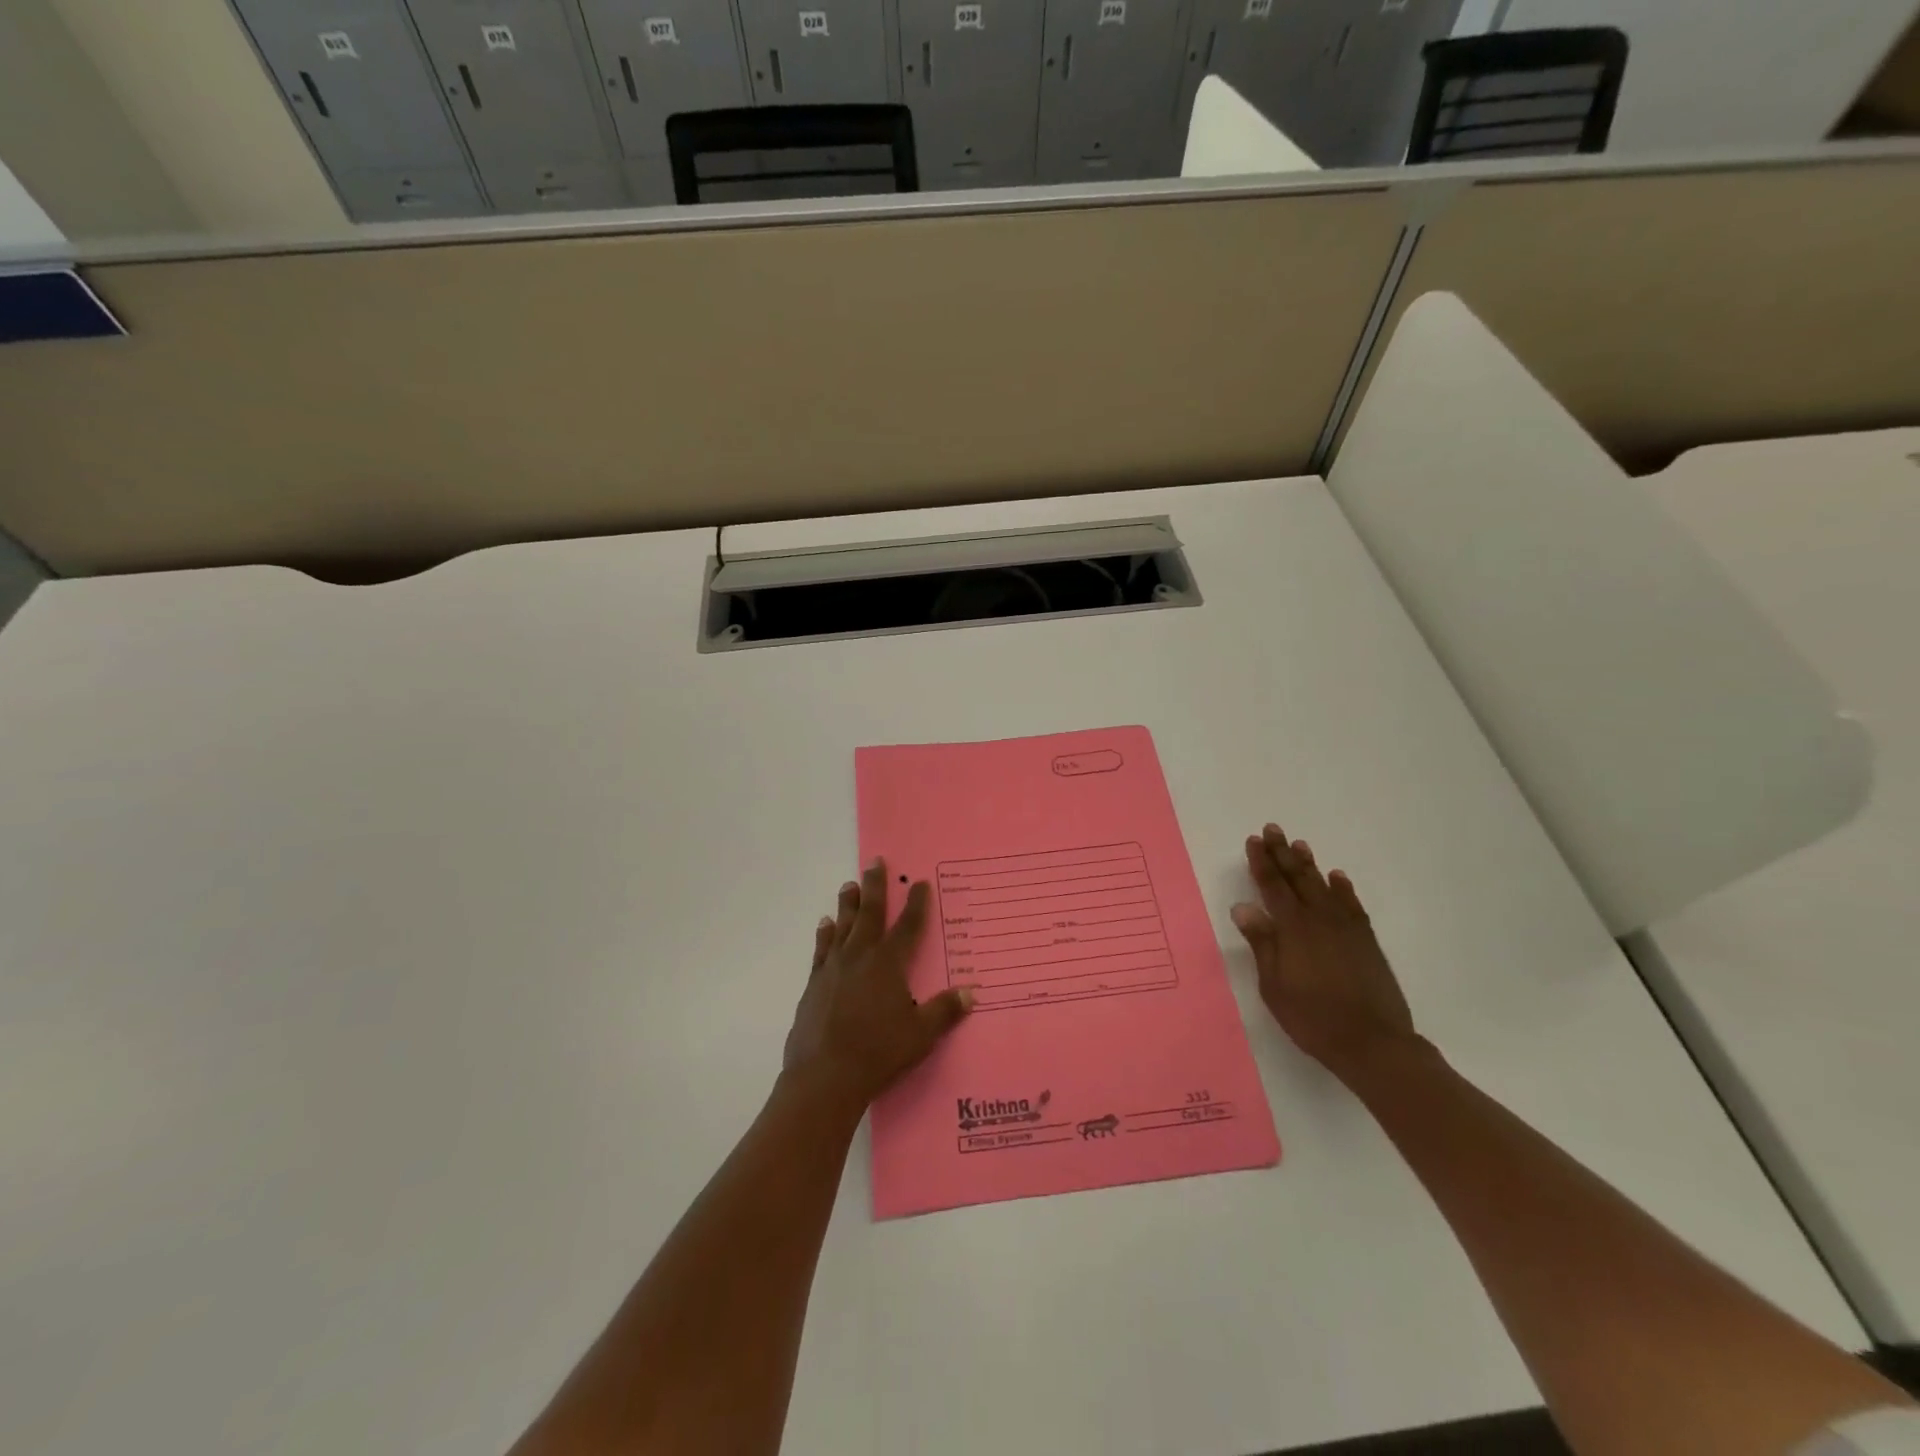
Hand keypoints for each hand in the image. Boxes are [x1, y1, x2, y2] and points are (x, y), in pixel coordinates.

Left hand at [783, 859, 973, 1111]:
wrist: (824, 1076)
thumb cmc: (878, 1053)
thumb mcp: (920, 1034)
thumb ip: (944, 1010)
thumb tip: (971, 992)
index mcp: (889, 964)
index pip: (908, 926)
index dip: (917, 904)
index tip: (920, 883)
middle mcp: (861, 957)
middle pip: (870, 914)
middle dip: (875, 887)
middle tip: (875, 862)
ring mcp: (834, 968)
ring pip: (843, 926)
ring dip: (848, 904)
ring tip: (849, 885)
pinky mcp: (815, 983)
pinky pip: (822, 949)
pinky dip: (825, 933)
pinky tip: (825, 923)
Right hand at [1231, 823, 1420, 1084]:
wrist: (1372, 1043)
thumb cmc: (1312, 1018)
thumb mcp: (1274, 986)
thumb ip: (1262, 943)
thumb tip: (1243, 907)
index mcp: (1292, 929)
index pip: (1272, 887)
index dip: (1262, 863)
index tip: (1253, 841)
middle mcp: (1319, 920)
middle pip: (1298, 879)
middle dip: (1282, 853)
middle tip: (1273, 829)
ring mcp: (1346, 929)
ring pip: (1324, 886)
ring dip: (1310, 865)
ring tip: (1300, 845)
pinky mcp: (1366, 941)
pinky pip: (1352, 905)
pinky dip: (1343, 888)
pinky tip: (1337, 877)